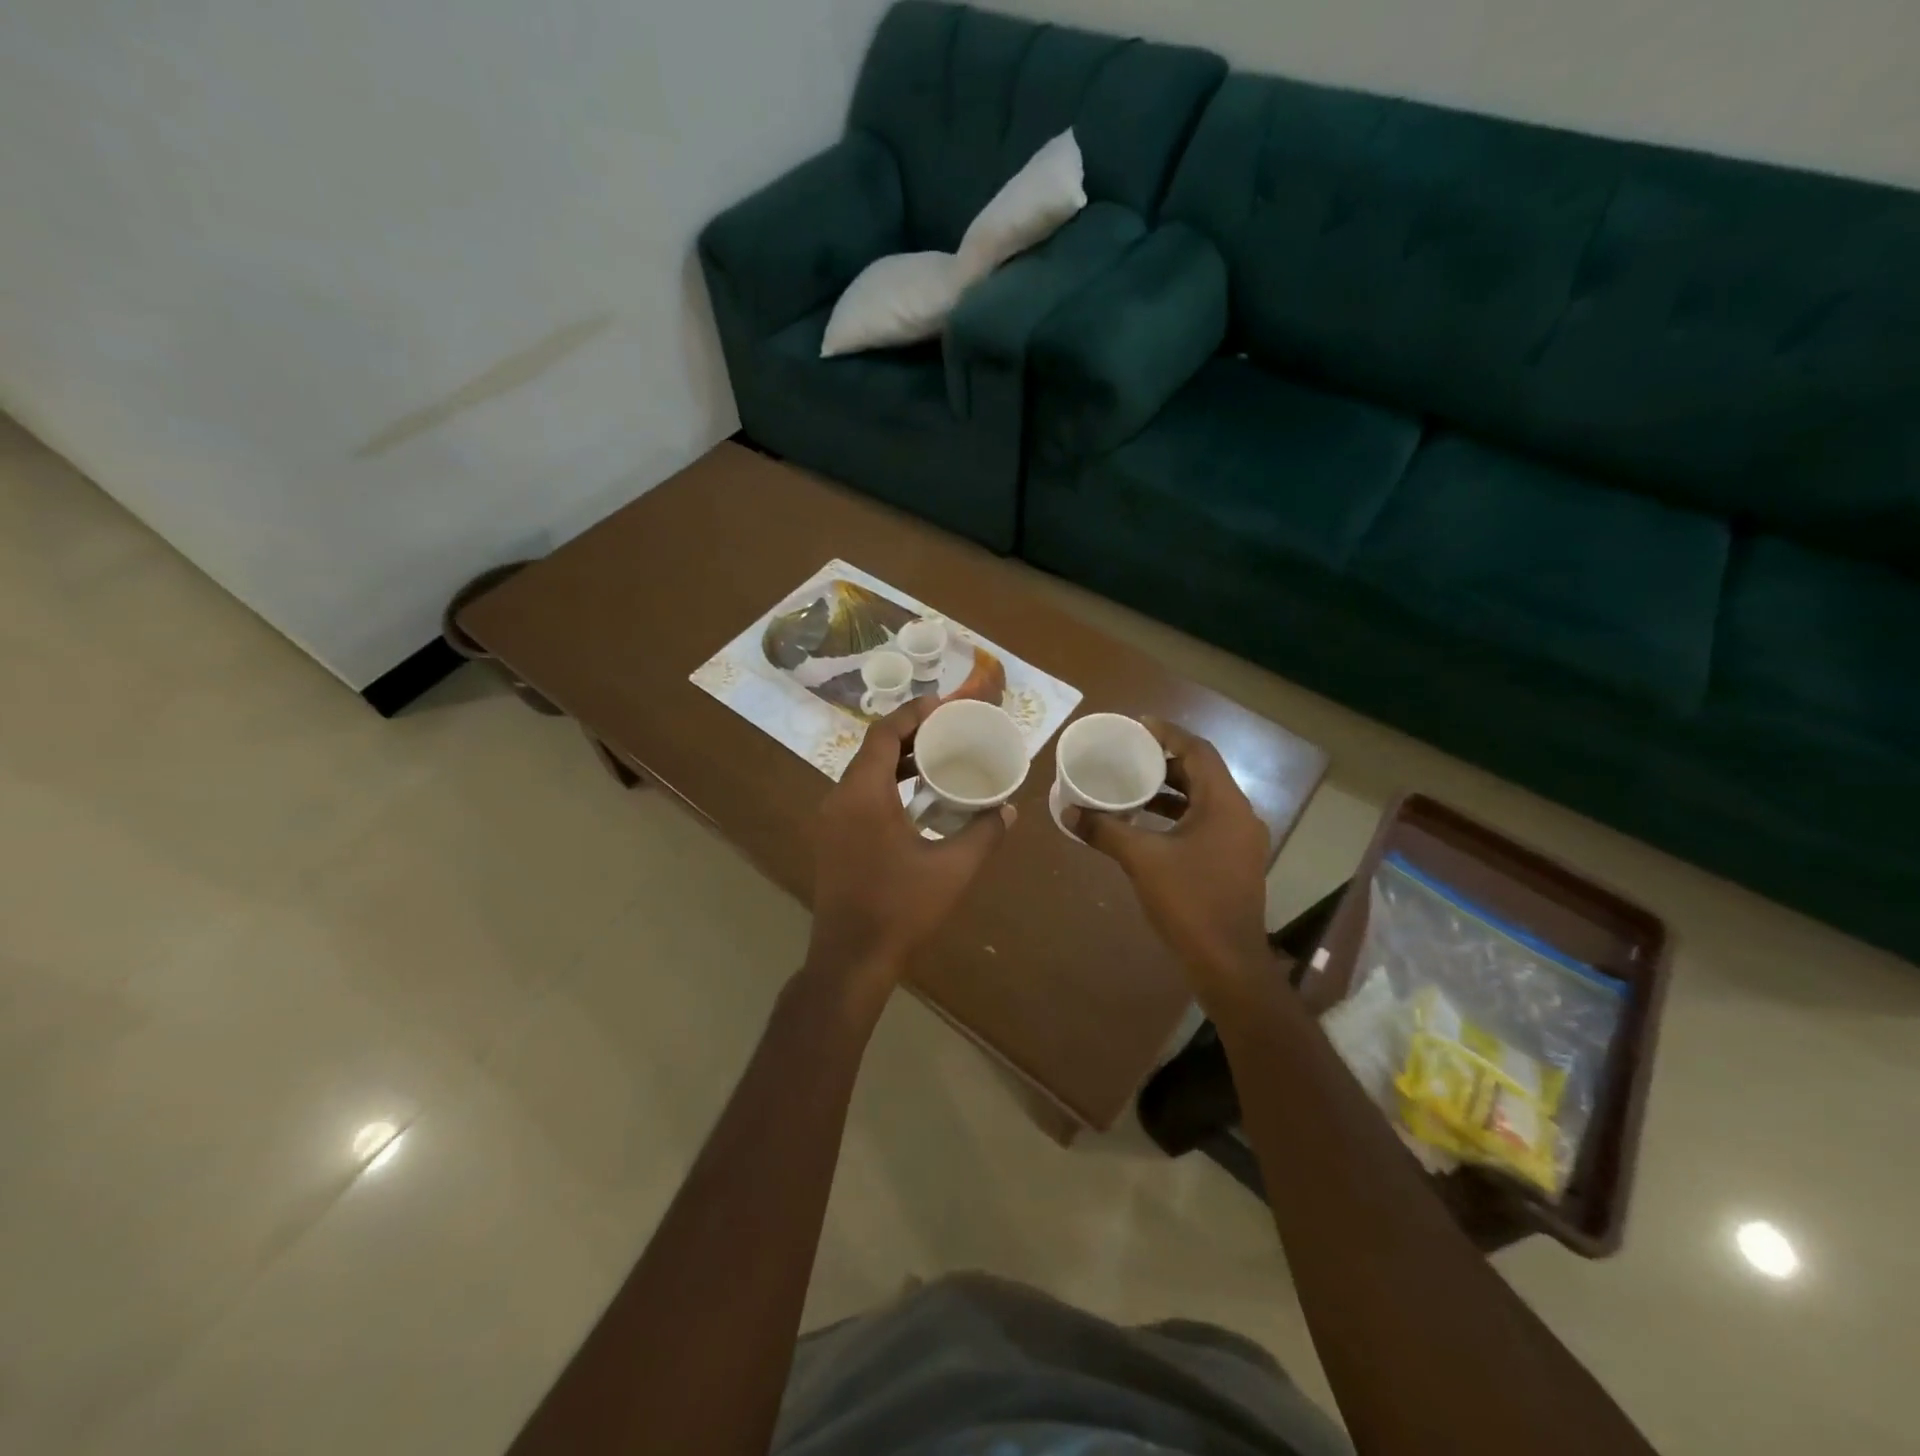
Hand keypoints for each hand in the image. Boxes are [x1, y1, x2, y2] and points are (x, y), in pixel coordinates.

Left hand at [805, 697, 1014, 996]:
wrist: (851, 959)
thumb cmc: (901, 909)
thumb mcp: (953, 869)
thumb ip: (984, 833)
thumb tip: (1007, 809)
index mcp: (864, 794)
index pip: (883, 734)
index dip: (912, 713)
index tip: (942, 704)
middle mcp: (839, 798)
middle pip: (872, 749)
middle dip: (909, 734)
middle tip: (947, 729)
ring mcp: (830, 820)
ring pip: (864, 773)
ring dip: (897, 761)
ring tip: (937, 757)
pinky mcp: (832, 839)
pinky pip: (858, 795)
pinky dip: (886, 785)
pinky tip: (916, 799)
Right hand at [1064, 718, 1270, 997]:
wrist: (1228, 963)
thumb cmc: (1189, 902)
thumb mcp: (1142, 860)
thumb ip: (1105, 830)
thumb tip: (1068, 811)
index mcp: (1225, 804)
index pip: (1199, 751)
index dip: (1168, 734)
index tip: (1137, 726)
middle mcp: (1239, 815)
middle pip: (1202, 773)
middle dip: (1165, 762)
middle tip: (1129, 755)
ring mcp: (1240, 841)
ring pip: (1204, 800)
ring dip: (1170, 790)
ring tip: (1132, 786)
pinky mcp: (1234, 861)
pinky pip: (1205, 822)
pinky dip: (1177, 815)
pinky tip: (1147, 825)